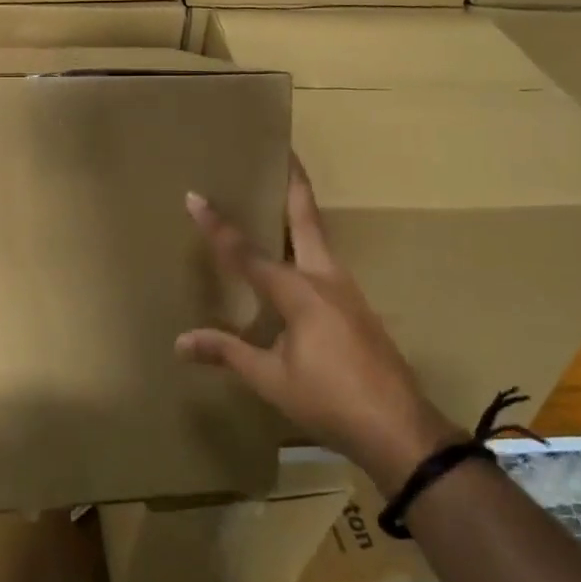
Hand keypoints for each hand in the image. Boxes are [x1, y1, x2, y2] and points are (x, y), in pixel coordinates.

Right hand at [178, 158, 459, 489]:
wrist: (400, 429)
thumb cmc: (330, 400)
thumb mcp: (271, 379)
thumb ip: (228, 352)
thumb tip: (180, 342)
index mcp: (298, 291)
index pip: (247, 252)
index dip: (217, 226)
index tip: (195, 196)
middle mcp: (324, 278)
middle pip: (306, 219)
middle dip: (294, 184)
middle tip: (283, 152)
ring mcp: (346, 291)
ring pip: (319, 238)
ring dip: (301, 212)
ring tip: (278, 197)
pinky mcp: (356, 307)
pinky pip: (325, 262)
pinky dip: (307, 244)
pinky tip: (296, 259)